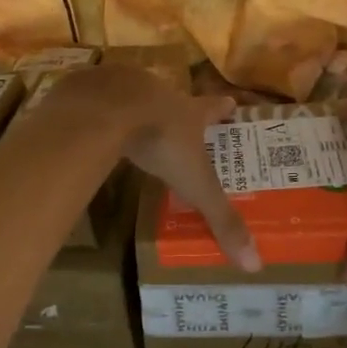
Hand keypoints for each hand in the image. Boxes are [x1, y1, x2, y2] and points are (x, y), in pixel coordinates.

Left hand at [43, 65, 260, 271]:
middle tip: (179, 119)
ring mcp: (124, 84)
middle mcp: (161, 91)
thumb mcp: (194, 183)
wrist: (106, 109)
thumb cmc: (160, 141)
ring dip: (137, 106)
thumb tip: (255, 263)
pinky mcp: (91, 86)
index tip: (231, 102)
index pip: (213, 107)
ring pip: (135, 94)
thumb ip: (220, 218)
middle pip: (174, 98)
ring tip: (133, 122)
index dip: (223, 108)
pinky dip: (98, 108)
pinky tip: (91, 121)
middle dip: (177, 108)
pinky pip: (96, 97)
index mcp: (189, 110)